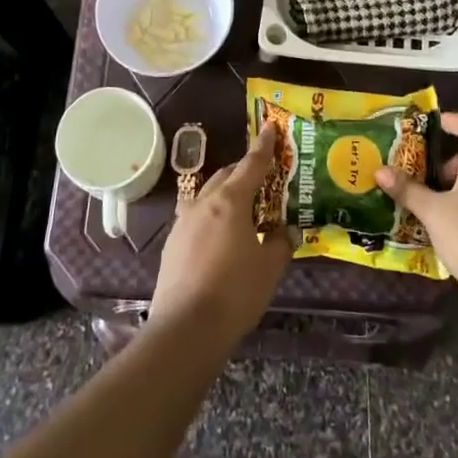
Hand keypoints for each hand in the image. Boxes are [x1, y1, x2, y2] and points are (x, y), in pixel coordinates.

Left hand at [149, 124, 291, 344]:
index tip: (270, 128)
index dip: (263, 147)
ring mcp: (183, 223)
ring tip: (242, 209)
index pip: (250, 165)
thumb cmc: (235, 292)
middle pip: (226, 177)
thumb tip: (285, 232)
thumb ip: (280, 244)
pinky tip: (219, 238)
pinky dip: (211, 217)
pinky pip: (196, 218)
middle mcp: (203, 204)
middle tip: (262, 178)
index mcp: (230, 201)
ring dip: (225, 195)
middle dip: (243, 172)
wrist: (185, 329)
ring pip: (207, 196)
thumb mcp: (269, 268)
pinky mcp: (172, 245)